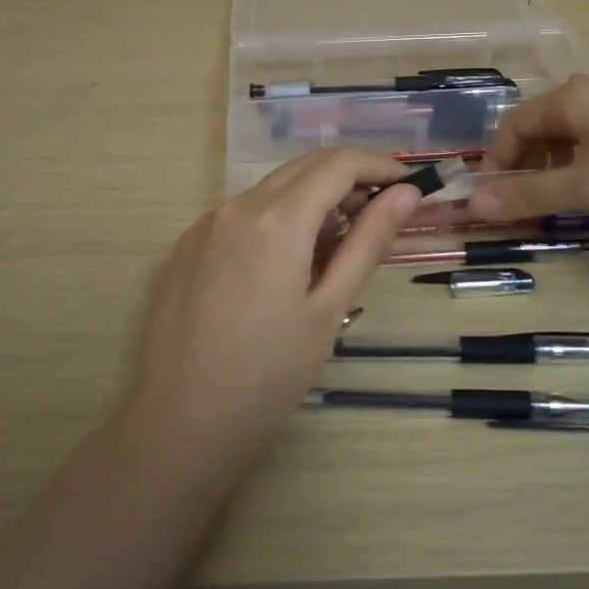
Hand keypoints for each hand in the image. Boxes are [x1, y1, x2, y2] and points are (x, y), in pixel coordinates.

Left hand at [120, 149, 421, 477]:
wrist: (180, 424)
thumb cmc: (268, 376)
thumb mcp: (328, 309)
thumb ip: (368, 243)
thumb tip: (406, 195)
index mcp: (276, 219)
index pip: (339, 164)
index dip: (380, 166)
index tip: (409, 187)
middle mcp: (237, 206)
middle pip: (305, 167)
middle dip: (350, 178)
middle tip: (383, 213)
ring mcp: (206, 224)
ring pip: (273, 188)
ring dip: (314, 199)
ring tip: (341, 245)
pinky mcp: (188, 245)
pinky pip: (244, 213)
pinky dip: (279, 218)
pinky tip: (290, 262)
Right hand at [468, 75, 588, 224]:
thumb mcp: (588, 185)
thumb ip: (530, 194)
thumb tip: (475, 204)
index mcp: (571, 98)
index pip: (512, 125)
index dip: (496, 163)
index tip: (492, 200)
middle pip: (539, 128)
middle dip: (524, 167)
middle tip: (523, 205)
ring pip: (570, 136)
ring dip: (553, 169)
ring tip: (557, 203)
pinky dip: (582, 166)